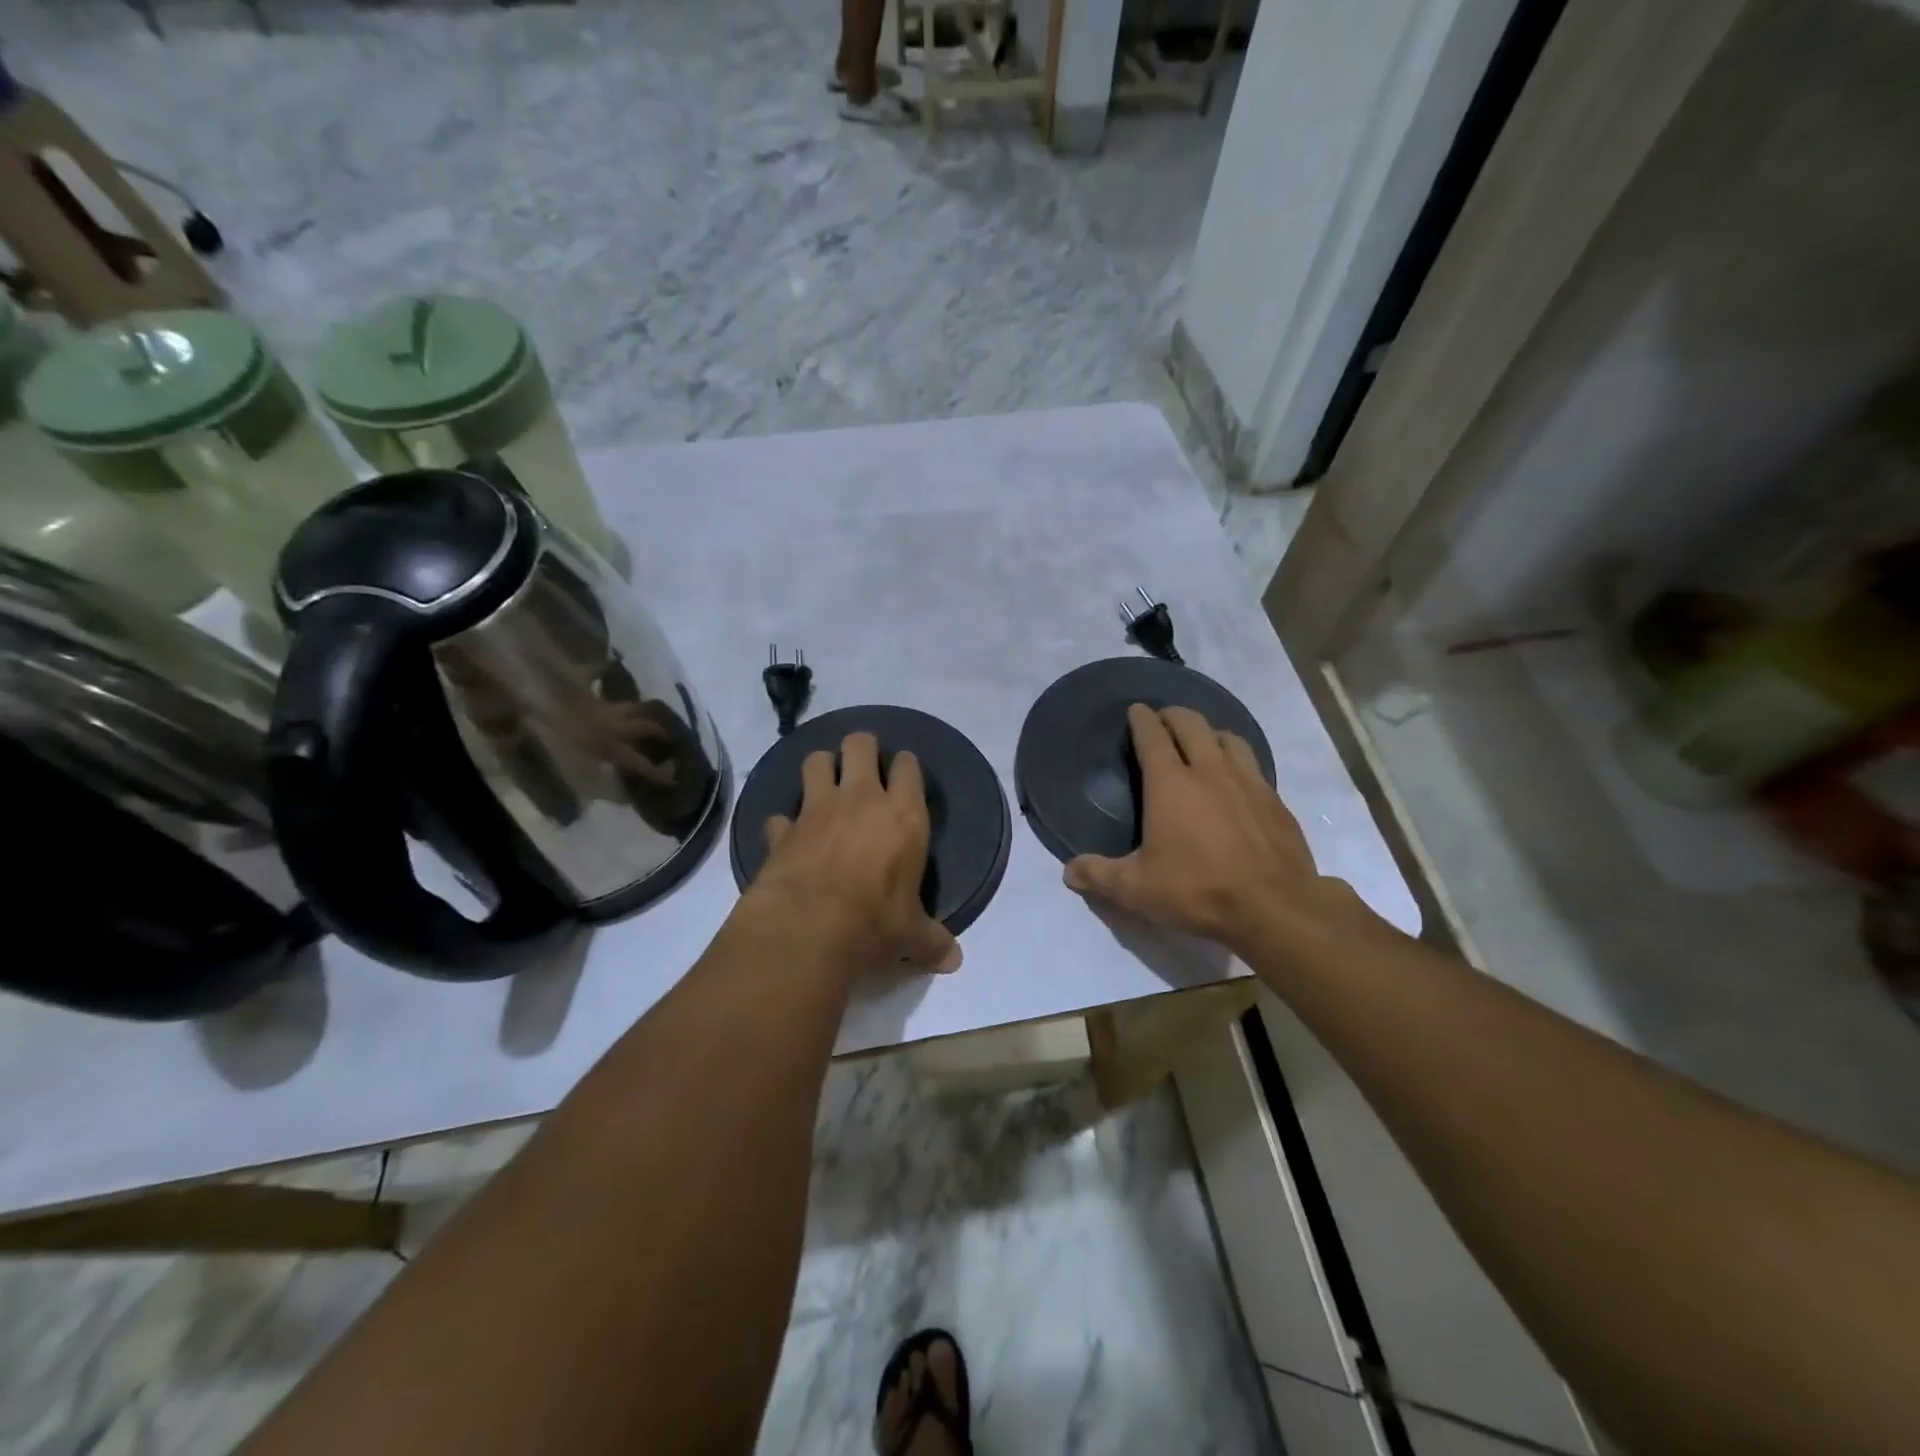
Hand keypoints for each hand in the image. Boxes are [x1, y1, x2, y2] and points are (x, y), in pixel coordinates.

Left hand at [745, 732, 961, 975]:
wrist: (808, 927)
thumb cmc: (874, 923)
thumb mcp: (911, 935)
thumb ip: (933, 941)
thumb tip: (955, 962)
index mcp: (903, 815)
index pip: (908, 767)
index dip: (906, 765)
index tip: (904, 772)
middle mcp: (861, 799)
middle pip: (859, 745)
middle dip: (860, 748)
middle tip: (861, 765)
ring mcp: (817, 810)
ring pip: (815, 761)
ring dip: (820, 768)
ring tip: (823, 784)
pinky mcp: (783, 830)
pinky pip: (779, 815)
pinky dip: (783, 824)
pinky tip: (787, 837)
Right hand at [1063, 703, 1325, 954]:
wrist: (1274, 907)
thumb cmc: (1197, 890)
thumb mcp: (1136, 889)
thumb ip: (1099, 875)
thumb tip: (1068, 872)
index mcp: (1170, 784)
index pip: (1152, 736)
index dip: (1141, 720)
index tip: (1136, 710)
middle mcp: (1209, 771)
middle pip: (1191, 724)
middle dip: (1174, 716)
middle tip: (1164, 720)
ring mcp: (1248, 782)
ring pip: (1227, 738)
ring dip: (1209, 732)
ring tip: (1202, 742)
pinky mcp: (1275, 800)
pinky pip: (1253, 764)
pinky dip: (1238, 759)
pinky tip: (1236, 779)